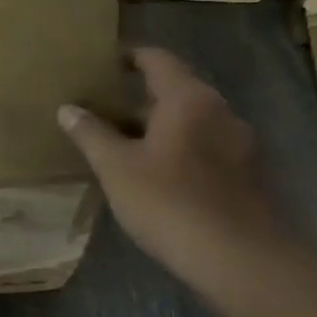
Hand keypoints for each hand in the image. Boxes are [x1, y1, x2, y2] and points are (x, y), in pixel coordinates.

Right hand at [59, 48, 284, 289]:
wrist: (240, 260)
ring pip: (190, 123)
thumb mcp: (116, 167)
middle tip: (101, 111)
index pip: (156, 59)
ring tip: (121, 146)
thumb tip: (68, 108)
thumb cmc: (169, 202)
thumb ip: (91, 133)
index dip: (128, 57)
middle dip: (136, 100)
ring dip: (157, 129)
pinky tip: (154, 177)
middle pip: (174, 92)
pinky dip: (178, 151)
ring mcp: (240, 144)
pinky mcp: (247, 176)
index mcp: (188, 99)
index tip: (102, 63)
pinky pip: (204, 149)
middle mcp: (220, 112)